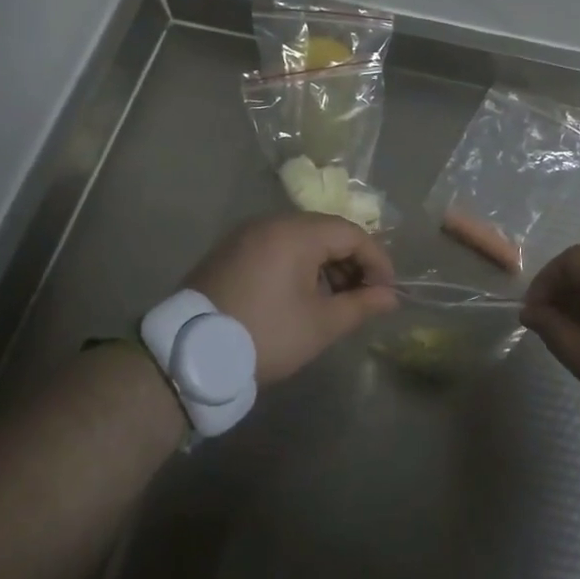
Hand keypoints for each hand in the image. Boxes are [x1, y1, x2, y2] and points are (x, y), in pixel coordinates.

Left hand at [185, 213, 398, 383]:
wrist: (189, 356)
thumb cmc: (266, 335)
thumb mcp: (321, 324)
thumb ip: (361, 305)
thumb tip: (389, 297)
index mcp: (294, 233)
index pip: (351, 233)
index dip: (377, 261)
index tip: (387, 292)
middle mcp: (269, 223)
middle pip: (325, 231)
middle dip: (351, 262)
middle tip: (363, 297)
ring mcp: (245, 235)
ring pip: (300, 239)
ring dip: (325, 264)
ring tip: (335, 301)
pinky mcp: (228, 252)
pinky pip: (276, 247)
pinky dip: (298, 265)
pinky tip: (302, 296)